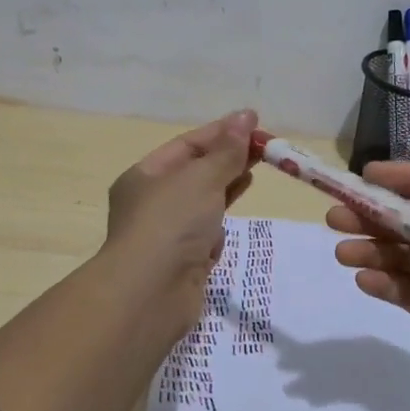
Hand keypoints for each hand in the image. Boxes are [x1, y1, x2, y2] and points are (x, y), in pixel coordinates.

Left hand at [103, 109, 258, 341]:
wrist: (150, 294)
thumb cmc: (171, 223)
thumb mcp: (202, 177)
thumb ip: (227, 150)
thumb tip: (246, 116)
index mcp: (144, 175)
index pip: (187, 145)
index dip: (221, 132)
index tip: (254, 122)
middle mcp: (151, 202)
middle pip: (195, 172)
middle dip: (228, 158)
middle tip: (265, 147)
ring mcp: (166, 234)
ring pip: (202, 202)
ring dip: (226, 187)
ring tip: (256, 171)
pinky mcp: (182, 261)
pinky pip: (204, 233)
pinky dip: (219, 224)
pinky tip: (233, 218)